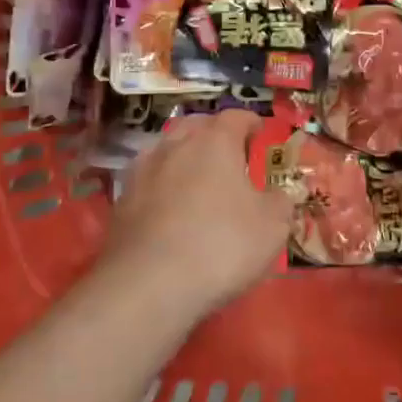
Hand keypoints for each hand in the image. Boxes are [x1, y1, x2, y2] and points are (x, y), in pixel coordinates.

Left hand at [105, 111, 293, 313]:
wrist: (148, 285)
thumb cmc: (221, 245)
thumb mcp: (272, 226)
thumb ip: (280, 202)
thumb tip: (279, 194)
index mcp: (215, 142)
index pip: (235, 116)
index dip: (250, 121)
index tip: (259, 131)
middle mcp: (176, 146)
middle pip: (196, 125)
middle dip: (213, 133)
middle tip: (229, 151)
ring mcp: (143, 172)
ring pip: (167, 149)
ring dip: (183, 156)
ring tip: (197, 176)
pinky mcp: (122, 201)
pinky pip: (148, 180)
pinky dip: (162, 185)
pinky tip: (170, 206)